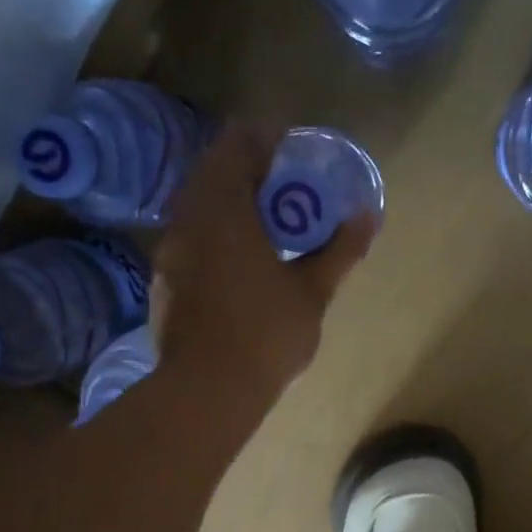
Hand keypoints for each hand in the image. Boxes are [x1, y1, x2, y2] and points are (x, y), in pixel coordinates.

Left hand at [151, 123, 375, 410]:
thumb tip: (368, 217)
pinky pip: (189, 240)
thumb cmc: (265, 335)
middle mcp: (187, 219)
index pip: (236, 143)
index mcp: (223, 208)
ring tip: (265, 233)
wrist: (206, 391)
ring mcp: (169, 251)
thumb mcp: (312, 292)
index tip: (293, 157)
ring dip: (229, 208)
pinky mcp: (163, 281)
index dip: (265, 140)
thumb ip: (339, 251)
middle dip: (249, 175)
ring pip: (198, 208)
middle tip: (285, 196)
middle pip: (213, 173)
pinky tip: (237, 269)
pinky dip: (213, 238)